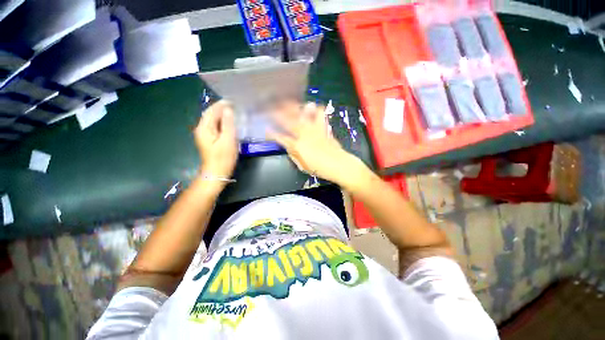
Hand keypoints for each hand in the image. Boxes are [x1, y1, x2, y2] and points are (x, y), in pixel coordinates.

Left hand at [194, 101, 238, 178]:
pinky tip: (230, 123)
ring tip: (234, 112)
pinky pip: (215, 126)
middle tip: (235, 105)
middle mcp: (201, 128)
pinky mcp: (209, 139)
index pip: (212, 110)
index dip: (222, 104)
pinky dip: (222, 122)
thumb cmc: (223, 158)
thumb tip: (228, 109)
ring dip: (222, 115)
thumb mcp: (228, 140)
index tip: (234, 101)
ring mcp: (204, 134)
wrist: (216, 173)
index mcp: (204, 127)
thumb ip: (228, 124)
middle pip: (210, 114)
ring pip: (213, 120)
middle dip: (222, 108)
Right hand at [268, 102, 362, 185]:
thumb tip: (288, 148)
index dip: (271, 134)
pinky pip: (320, 115)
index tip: (266, 130)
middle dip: (278, 113)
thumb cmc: (319, 168)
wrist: (338, 164)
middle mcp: (304, 135)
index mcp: (297, 146)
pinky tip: (313, 106)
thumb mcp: (303, 166)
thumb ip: (294, 155)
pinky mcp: (323, 128)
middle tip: (272, 107)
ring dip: (295, 107)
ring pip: (302, 114)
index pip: (280, 138)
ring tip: (289, 102)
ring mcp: (314, 129)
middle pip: (288, 121)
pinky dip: (316, 110)